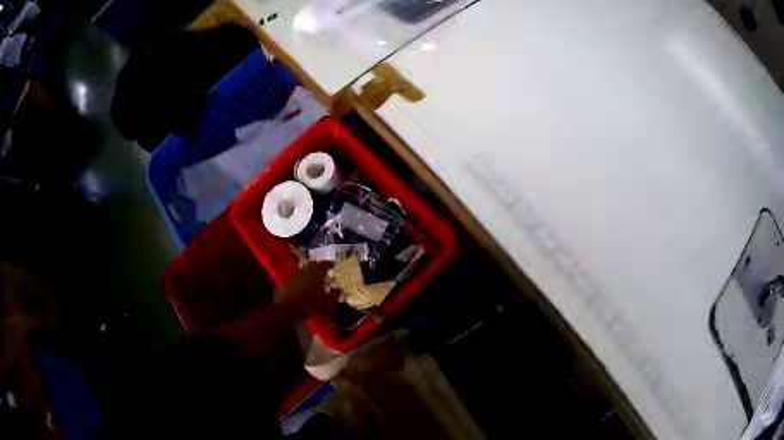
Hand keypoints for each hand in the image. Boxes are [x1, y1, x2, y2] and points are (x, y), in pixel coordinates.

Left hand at [280, 261, 339, 316]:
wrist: (289, 310)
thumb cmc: (310, 304)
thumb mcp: (327, 302)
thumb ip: (334, 295)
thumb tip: (339, 289)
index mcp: (315, 273)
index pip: (324, 264)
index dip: (330, 264)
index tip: (334, 265)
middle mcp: (305, 271)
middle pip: (312, 265)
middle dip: (319, 266)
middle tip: (324, 271)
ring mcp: (295, 276)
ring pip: (304, 270)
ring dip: (310, 272)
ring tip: (315, 279)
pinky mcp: (288, 283)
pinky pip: (297, 277)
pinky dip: (302, 279)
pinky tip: (305, 287)